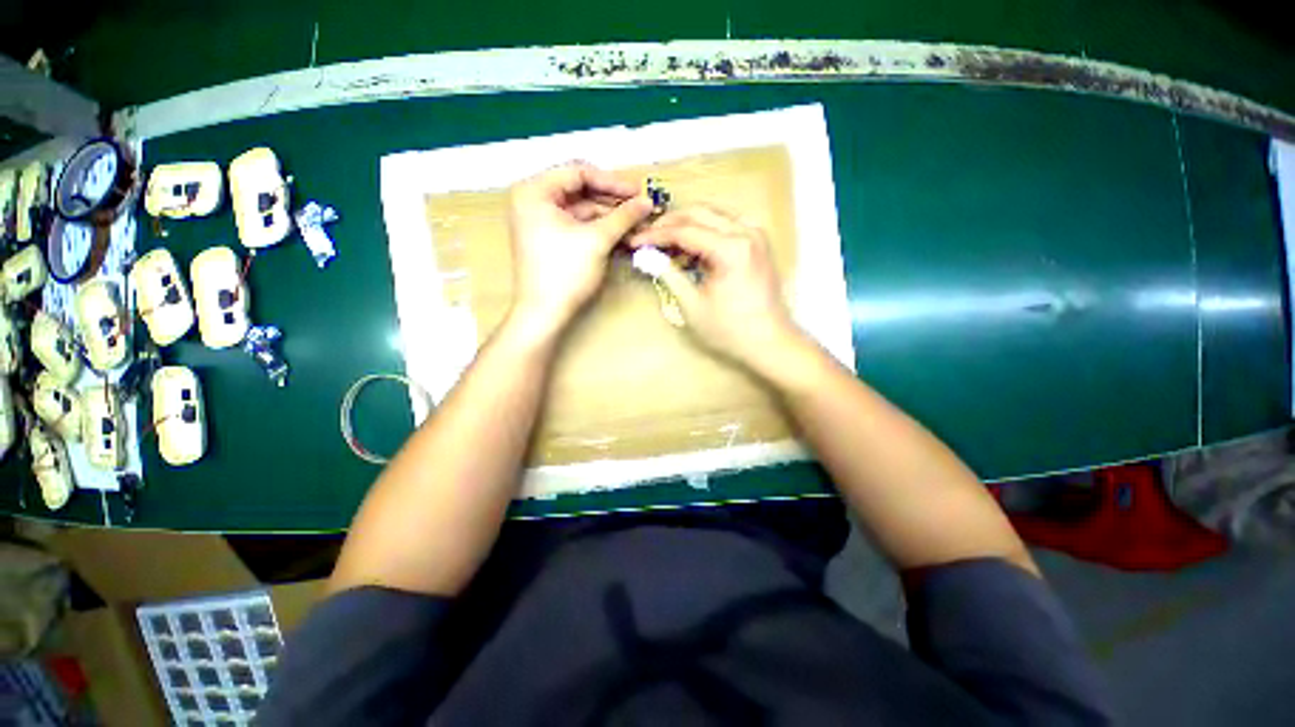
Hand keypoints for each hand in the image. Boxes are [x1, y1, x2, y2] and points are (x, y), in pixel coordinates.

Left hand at [505, 162, 653, 337]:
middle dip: (612, 201)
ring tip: (637, 224)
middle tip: (641, 207)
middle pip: (581, 191)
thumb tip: (647, 201)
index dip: (612, 181)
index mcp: (535, 191)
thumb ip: (624, 216)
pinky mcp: (550, 240)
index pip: (578, 172)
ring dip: (610, 218)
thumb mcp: (597, 240)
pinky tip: (622, 235)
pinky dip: (600, 230)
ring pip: (582, 211)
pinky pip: (578, 227)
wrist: (545, 314)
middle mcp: (534, 201)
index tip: (638, 191)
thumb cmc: (565, 272)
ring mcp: (541, 222)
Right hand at [627, 205, 806, 368]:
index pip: (684, 230)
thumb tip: (647, 257)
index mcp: (730, 248)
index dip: (655, 235)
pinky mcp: (759, 242)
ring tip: (667, 243)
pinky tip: (693, 247)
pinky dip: (706, 230)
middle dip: (669, 223)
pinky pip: (727, 224)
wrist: (771, 342)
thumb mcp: (693, 305)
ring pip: (713, 214)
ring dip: (688, 224)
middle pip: (699, 213)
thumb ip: (669, 275)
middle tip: (648, 238)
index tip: (635, 241)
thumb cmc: (730, 330)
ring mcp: (756, 234)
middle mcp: (746, 232)